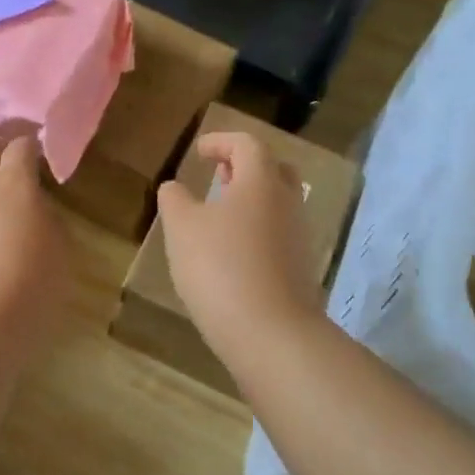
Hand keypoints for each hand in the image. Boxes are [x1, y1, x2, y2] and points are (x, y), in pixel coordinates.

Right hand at [156, 131, 323, 358]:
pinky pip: (278, 233)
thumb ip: (174, 200)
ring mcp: (299, 237)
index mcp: (261, 182)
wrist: (270, 333)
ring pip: (277, 203)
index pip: (246, 144)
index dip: (220, 141)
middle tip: (218, 174)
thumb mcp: (181, 228)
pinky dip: (256, 228)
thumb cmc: (220, 267)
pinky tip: (232, 250)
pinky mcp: (300, 268)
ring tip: (219, 212)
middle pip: (273, 169)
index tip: (198, 151)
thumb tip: (174, 187)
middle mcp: (287, 202)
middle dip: (244, 166)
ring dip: (250, 199)